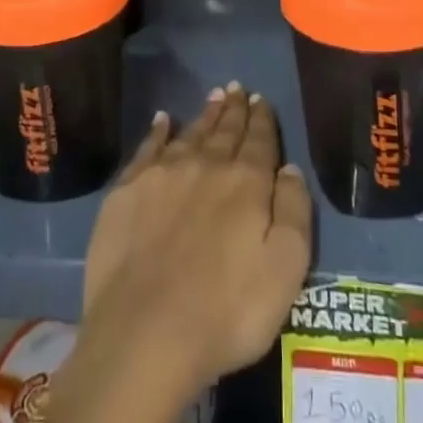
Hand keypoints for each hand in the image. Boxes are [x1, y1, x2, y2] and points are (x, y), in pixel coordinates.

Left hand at [80, 86, 313, 394]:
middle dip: (234, 109)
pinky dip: (158, 130)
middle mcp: (206, 165)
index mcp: (246, 183)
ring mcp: (163, 174)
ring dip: (205, 115)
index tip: (261, 99)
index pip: (259, 141)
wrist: (145, 334)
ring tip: (214, 96)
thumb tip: (289, 168)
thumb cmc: (226, 312)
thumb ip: (294, 212)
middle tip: (238, 88)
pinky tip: (162, 119)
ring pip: (191, 133)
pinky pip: (148, 147)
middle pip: (225, 130)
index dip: (262, 119)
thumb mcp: (285, 271)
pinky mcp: (128, 190)